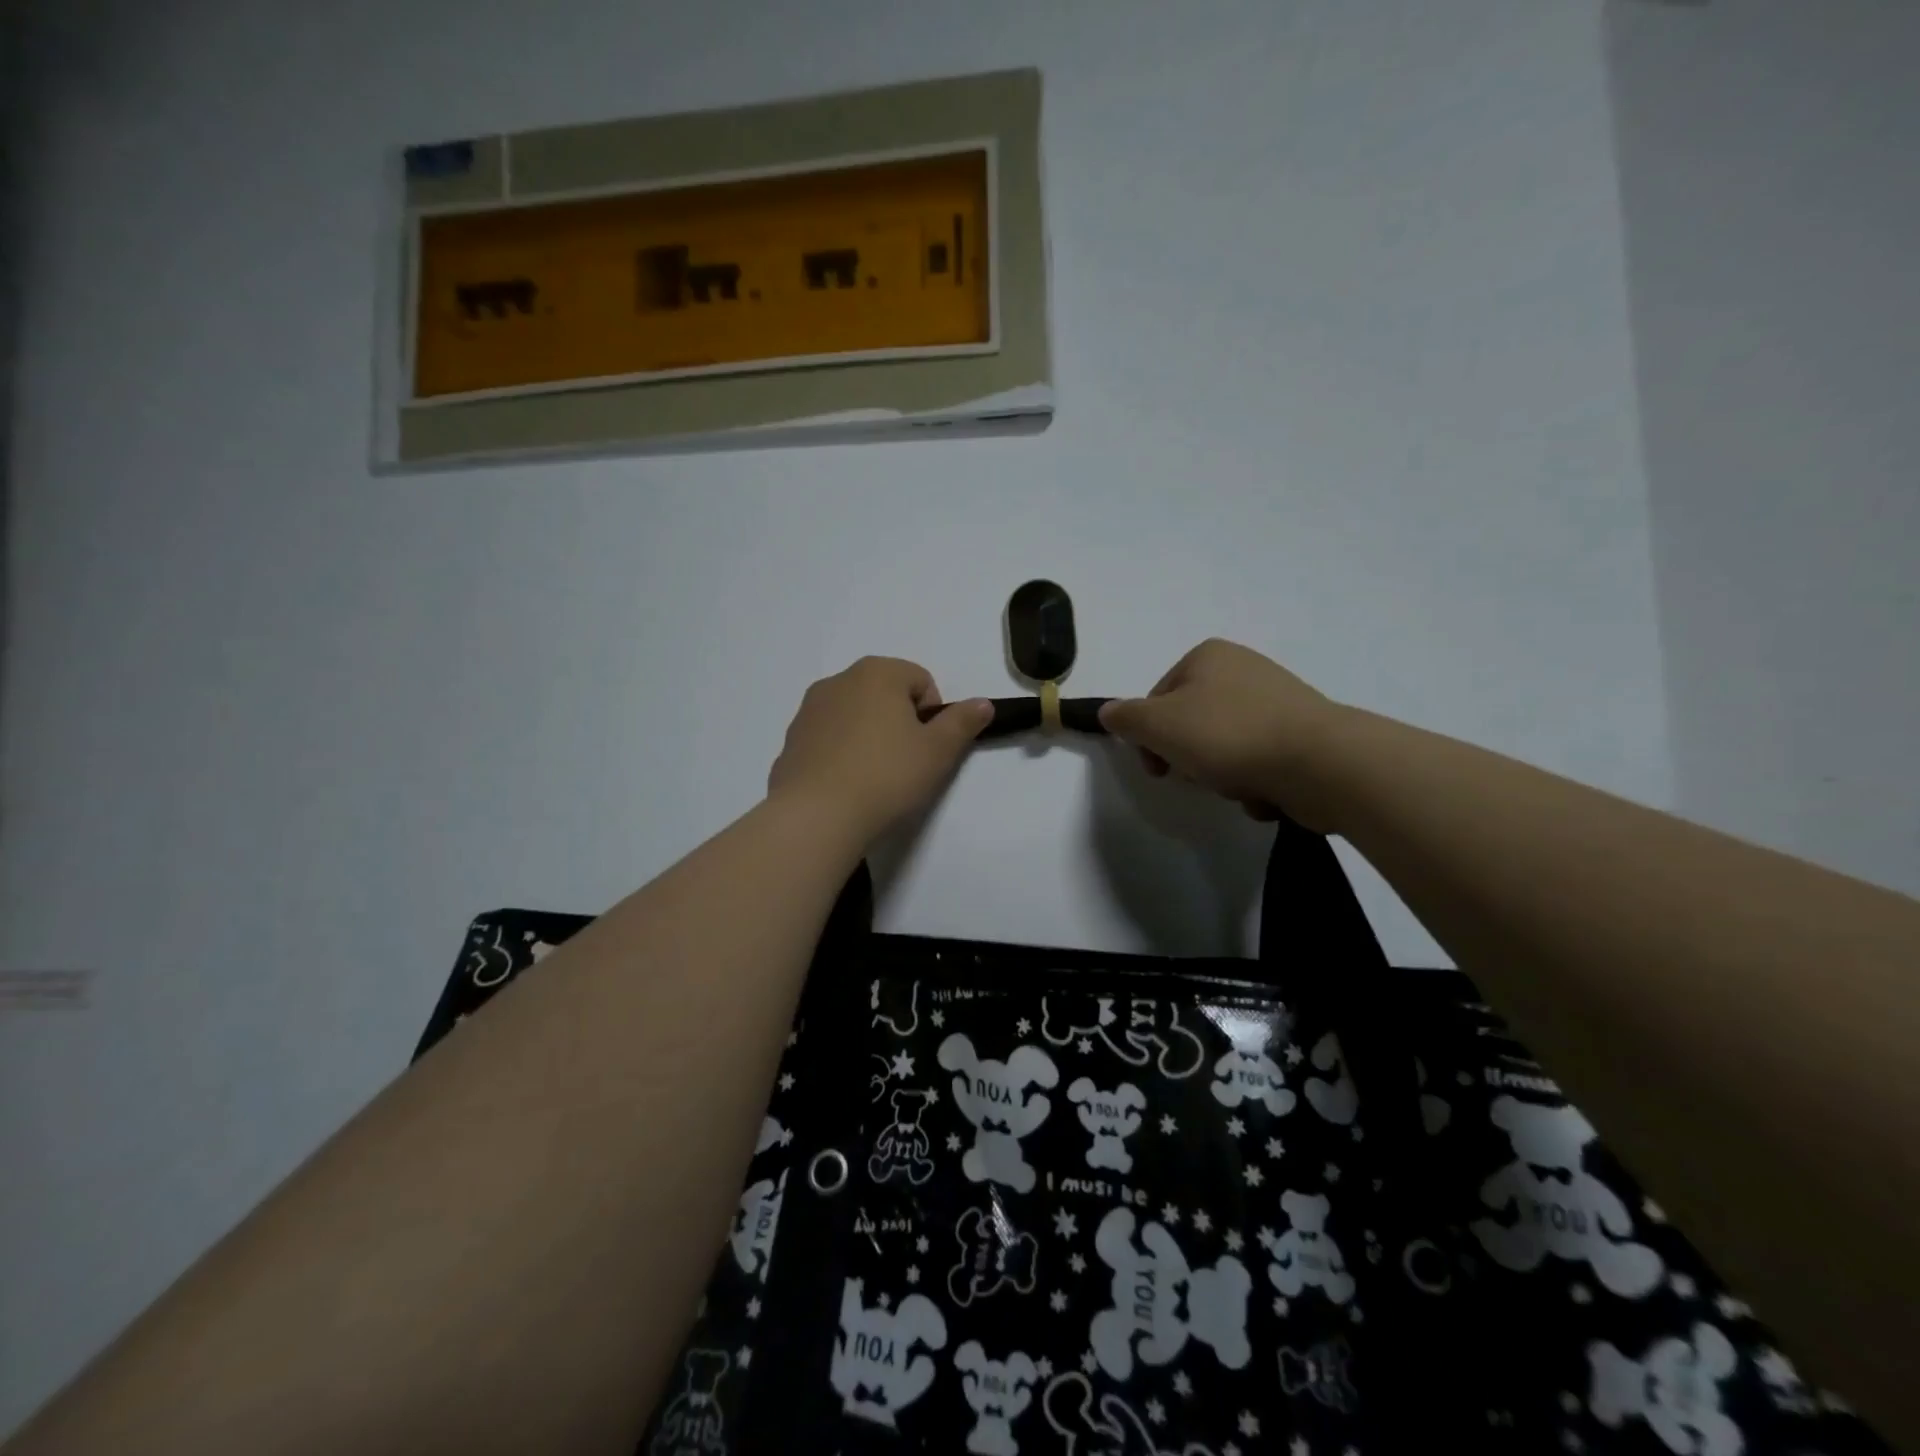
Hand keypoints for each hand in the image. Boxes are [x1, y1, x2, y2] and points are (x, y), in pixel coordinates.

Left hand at [769, 657, 992, 841]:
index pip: (921, 681)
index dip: (933, 715)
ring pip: (855, 715)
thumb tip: (982, 703)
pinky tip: (846, 785)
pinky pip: (829, 739)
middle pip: (885, 694)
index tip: (927, 749)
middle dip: (899, 722)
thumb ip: (962, 722)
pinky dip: (841, 753)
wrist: (816, 816)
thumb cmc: (886, 776)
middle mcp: (839, 680)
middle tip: (906, 763)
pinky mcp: (791, 740)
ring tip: (874, 777)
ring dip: (870, 736)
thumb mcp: (938, 751)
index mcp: (877, 673)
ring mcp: (810, 709)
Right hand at [1098, 639, 1345, 828]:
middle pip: (1190, 724)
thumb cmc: (1228, 735)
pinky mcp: (1302, 733)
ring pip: (1224, 747)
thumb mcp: (1159, 725)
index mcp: (1207, 656)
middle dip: (1189, 759)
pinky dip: (1255, 781)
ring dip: (1221, 776)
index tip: (1157, 769)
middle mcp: (1243, 669)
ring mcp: (1277, 700)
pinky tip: (1265, 792)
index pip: (1157, 699)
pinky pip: (1259, 761)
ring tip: (1238, 786)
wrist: (1320, 762)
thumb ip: (1126, 717)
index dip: (1149, 738)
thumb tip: (1108, 712)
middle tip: (1198, 777)